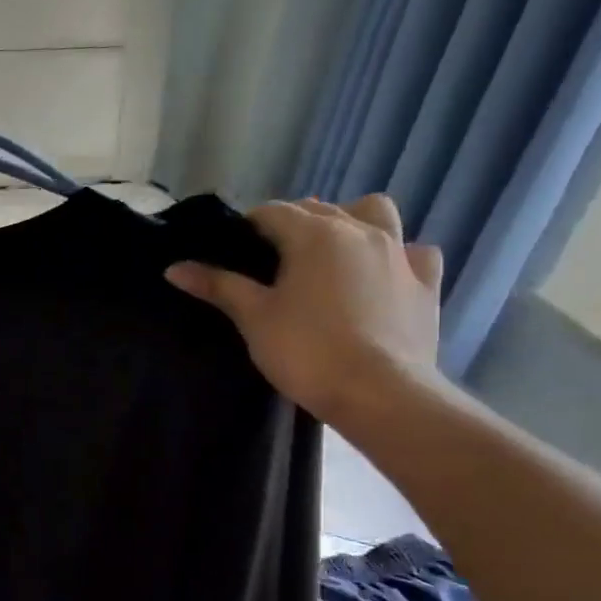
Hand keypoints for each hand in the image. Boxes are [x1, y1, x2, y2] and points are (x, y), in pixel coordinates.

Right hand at [165, 195, 444, 425]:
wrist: (379, 392)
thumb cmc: (306, 350)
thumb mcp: (252, 317)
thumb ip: (218, 286)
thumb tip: (174, 268)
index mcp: (314, 234)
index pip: (272, 212)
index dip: (248, 225)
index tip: (233, 248)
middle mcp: (359, 231)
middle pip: (319, 208)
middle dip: (292, 222)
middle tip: (270, 257)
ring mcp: (399, 253)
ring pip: (376, 213)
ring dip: (351, 220)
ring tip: (331, 250)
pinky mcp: (426, 282)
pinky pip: (414, 252)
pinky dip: (396, 255)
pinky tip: (382, 274)